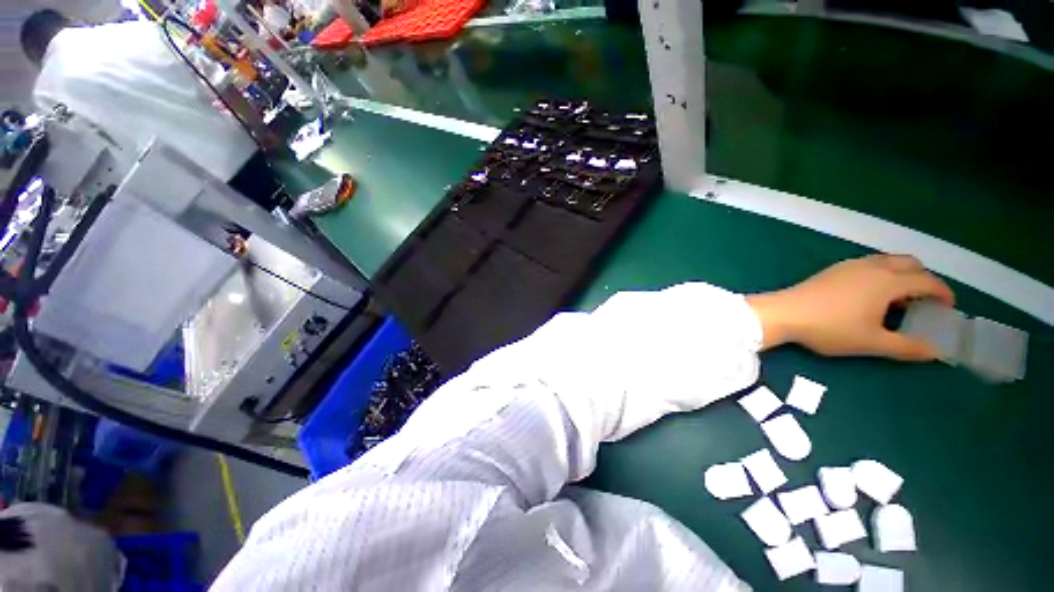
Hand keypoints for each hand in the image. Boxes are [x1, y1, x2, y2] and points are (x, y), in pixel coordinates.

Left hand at [746, 254, 954, 360]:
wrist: (783, 313)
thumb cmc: (830, 328)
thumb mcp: (872, 342)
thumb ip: (907, 347)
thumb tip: (936, 352)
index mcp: (887, 281)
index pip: (926, 280)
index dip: (942, 292)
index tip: (948, 307)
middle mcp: (871, 266)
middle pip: (909, 263)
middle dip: (923, 279)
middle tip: (924, 302)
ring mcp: (849, 265)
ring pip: (886, 261)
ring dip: (900, 274)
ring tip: (898, 299)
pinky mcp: (832, 270)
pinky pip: (867, 265)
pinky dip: (880, 274)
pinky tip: (870, 294)